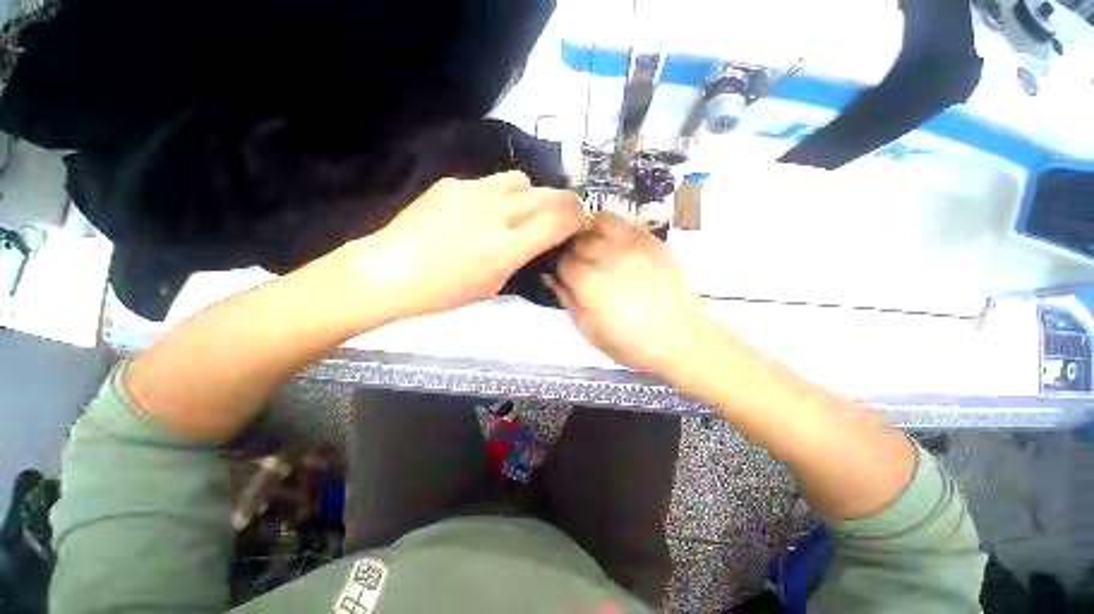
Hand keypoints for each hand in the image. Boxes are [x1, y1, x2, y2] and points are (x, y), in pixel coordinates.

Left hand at [346, 171, 585, 321]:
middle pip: (549, 195)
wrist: (390, 271)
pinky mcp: (453, 184)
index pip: (560, 220)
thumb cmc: (443, 292)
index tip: (578, 225)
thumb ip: (521, 259)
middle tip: (558, 218)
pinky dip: (496, 196)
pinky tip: (478, 213)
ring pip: (521, 181)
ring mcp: (472, 193)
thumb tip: (538, 242)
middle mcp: (495, 214)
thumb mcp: (493, 286)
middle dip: (564, 205)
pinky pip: (488, 183)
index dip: (577, 219)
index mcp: (506, 248)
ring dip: (529, 197)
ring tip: (516, 213)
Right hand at [544, 211, 707, 381]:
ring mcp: (631, 245)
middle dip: (572, 251)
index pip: (561, 260)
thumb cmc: (630, 342)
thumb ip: (566, 299)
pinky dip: (610, 226)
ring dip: (589, 232)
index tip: (564, 275)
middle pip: (577, 240)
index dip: (559, 267)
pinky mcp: (650, 240)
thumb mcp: (589, 330)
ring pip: (597, 222)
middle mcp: (607, 257)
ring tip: (594, 247)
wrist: (680, 338)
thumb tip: (548, 276)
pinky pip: (623, 222)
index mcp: (589, 283)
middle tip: (579, 265)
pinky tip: (613, 242)